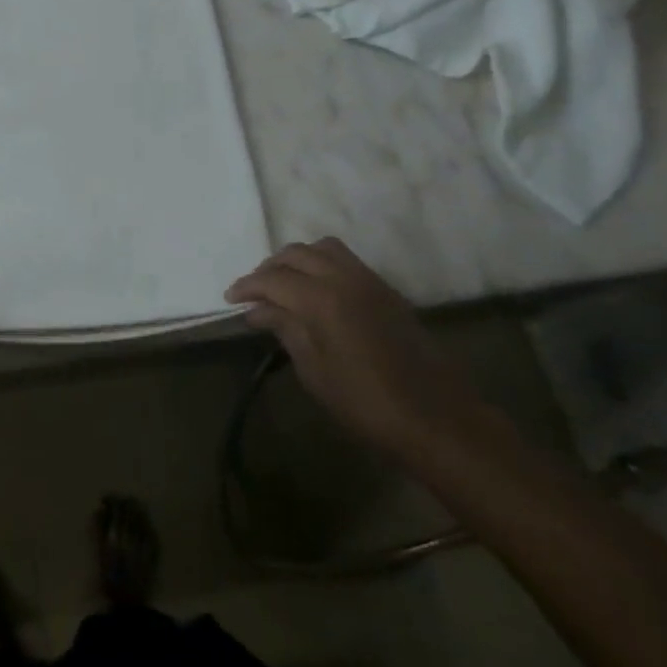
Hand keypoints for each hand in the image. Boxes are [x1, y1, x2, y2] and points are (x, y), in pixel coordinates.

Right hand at [227, 239, 485, 456]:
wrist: (437, 418)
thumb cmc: (367, 403)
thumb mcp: (315, 372)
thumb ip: (286, 330)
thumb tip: (259, 309)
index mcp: (322, 299)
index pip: (273, 279)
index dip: (247, 286)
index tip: (230, 299)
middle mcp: (344, 278)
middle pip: (296, 254)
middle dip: (269, 268)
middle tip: (254, 293)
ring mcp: (369, 280)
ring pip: (322, 248)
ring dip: (297, 260)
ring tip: (284, 286)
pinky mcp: (385, 289)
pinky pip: (345, 260)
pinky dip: (321, 264)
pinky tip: (315, 290)